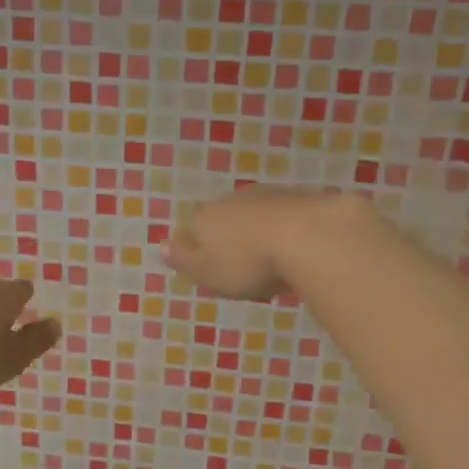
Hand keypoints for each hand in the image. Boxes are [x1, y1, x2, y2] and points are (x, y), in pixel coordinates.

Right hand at [162, 187, 368, 300]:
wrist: (307, 235)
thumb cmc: (247, 262)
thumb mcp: (207, 272)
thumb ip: (183, 260)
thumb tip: (161, 245)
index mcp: (204, 217)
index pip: (193, 230)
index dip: (200, 250)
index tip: (215, 273)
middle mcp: (232, 200)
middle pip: (225, 221)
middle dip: (232, 242)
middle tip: (245, 272)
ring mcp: (267, 196)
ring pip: (255, 217)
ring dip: (260, 236)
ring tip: (273, 265)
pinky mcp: (300, 198)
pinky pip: (285, 218)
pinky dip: (287, 232)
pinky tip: (297, 252)